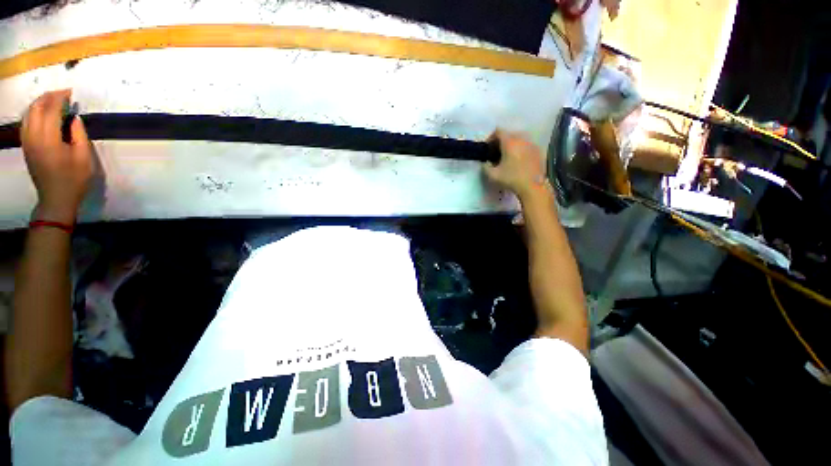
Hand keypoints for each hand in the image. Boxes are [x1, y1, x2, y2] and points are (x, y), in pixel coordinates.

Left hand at [21, 90, 92, 223]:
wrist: (55, 198)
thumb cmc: (74, 179)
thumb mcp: (84, 158)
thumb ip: (79, 135)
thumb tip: (74, 118)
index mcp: (49, 139)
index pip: (51, 110)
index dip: (60, 98)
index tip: (71, 93)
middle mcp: (34, 137)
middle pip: (36, 108)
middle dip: (48, 97)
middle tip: (62, 94)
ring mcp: (27, 142)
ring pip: (29, 114)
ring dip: (40, 103)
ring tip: (53, 101)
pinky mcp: (26, 146)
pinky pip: (26, 123)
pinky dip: (34, 113)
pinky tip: (42, 114)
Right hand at [483, 130, 546, 200]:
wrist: (532, 187)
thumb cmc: (511, 179)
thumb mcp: (492, 175)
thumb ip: (485, 167)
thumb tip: (485, 162)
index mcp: (510, 142)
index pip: (499, 131)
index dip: (491, 137)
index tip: (488, 148)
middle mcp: (522, 139)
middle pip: (509, 134)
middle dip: (501, 141)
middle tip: (496, 153)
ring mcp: (532, 144)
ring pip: (519, 139)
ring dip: (512, 145)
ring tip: (508, 157)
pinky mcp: (538, 151)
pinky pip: (527, 145)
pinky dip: (521, 149)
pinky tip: (519, 161)